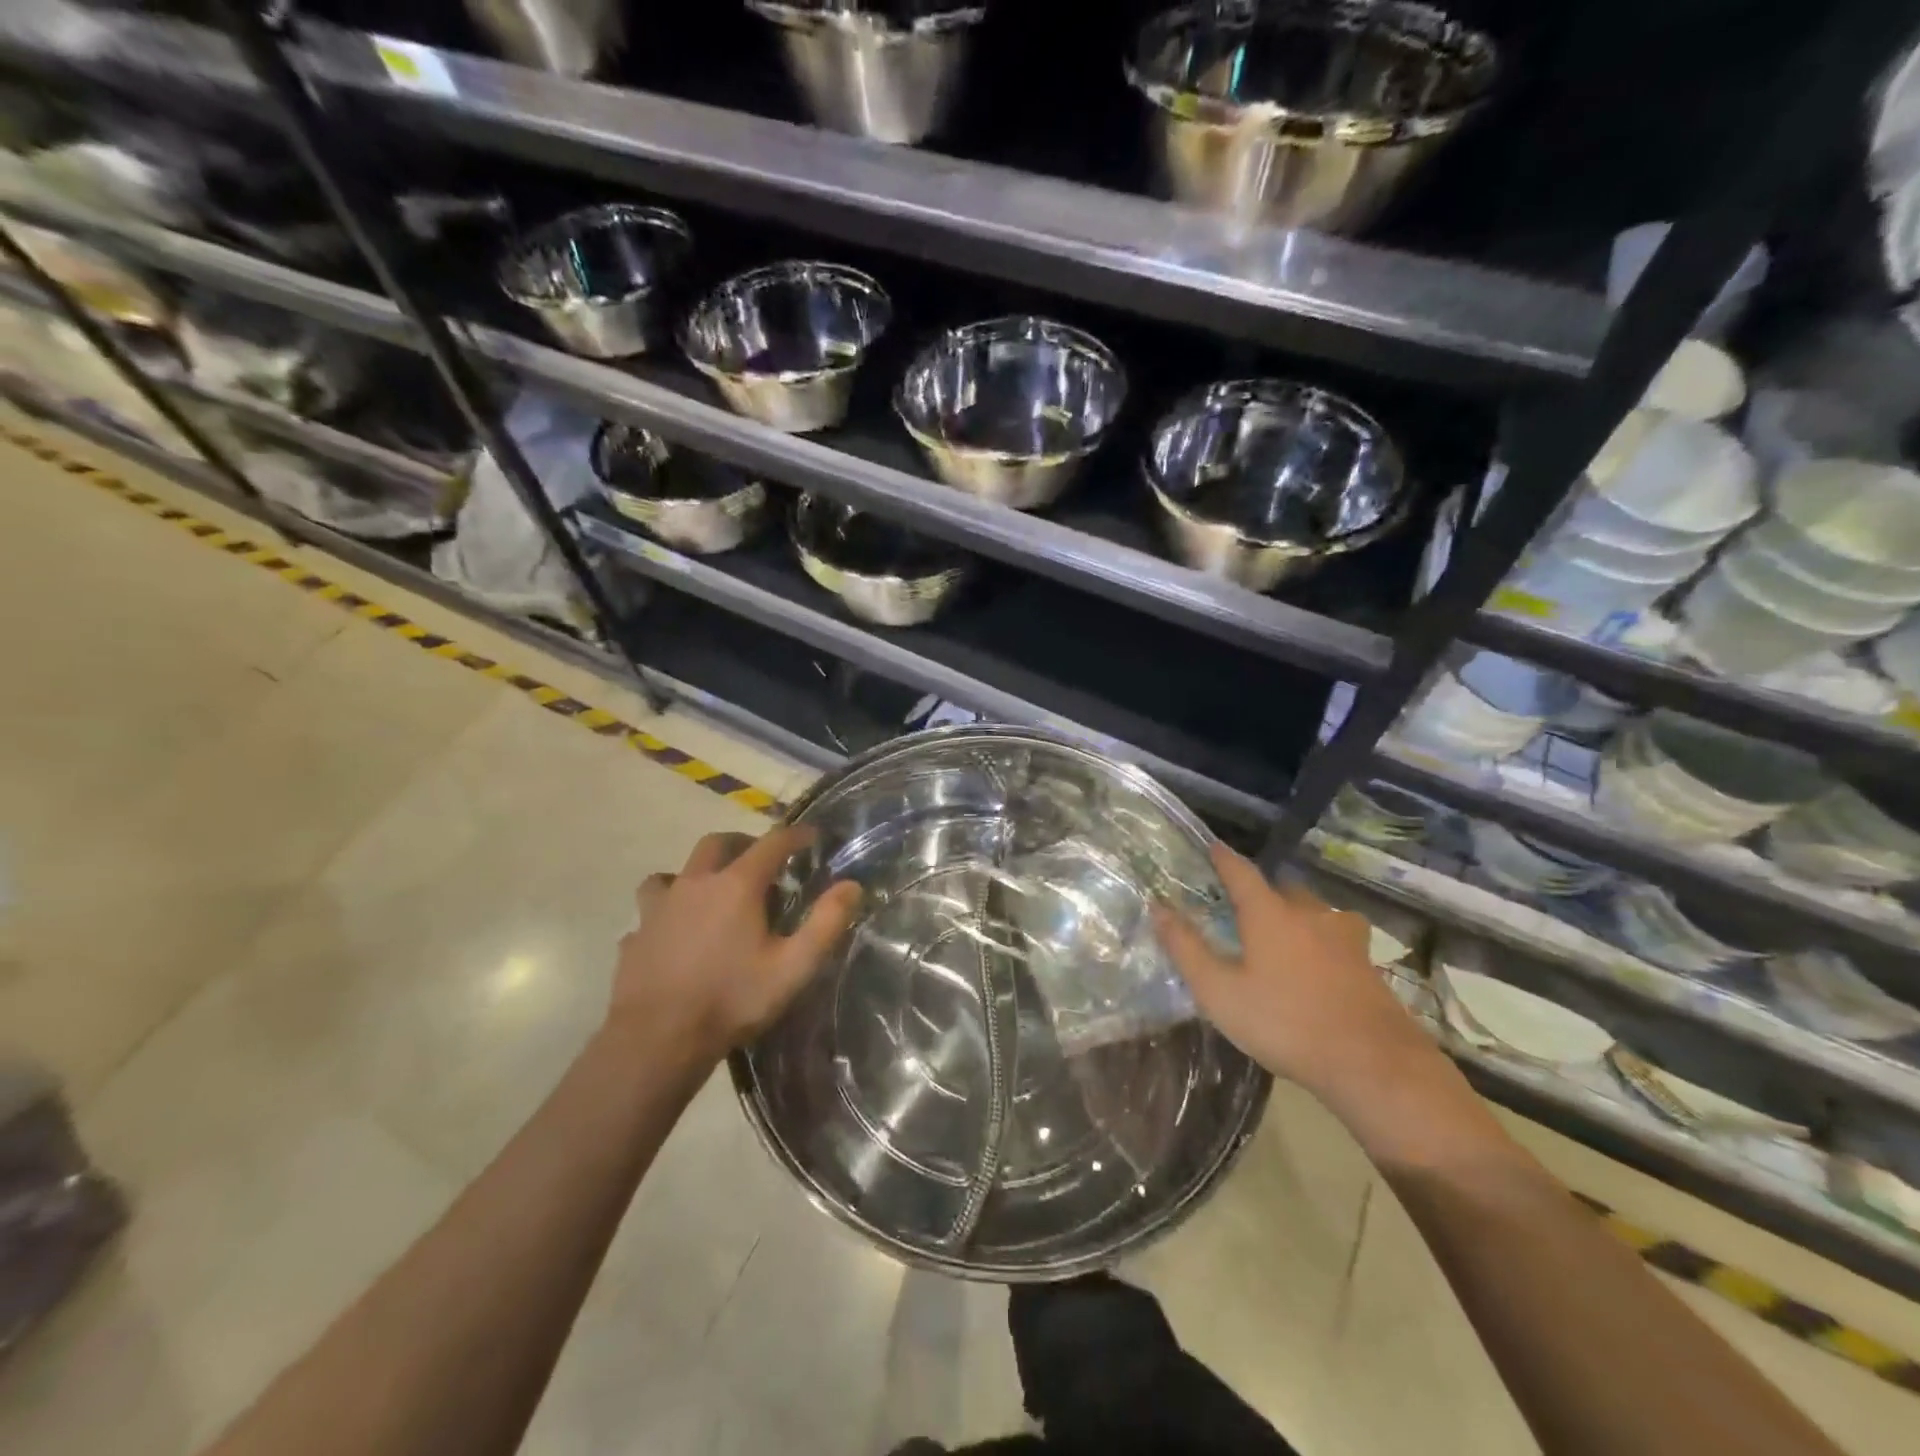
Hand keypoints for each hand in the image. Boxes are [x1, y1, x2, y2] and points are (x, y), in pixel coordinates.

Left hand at [611, 827, 861, 1066]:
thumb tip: (853, 886)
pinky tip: (674, 934)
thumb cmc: (733, 999)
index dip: (796, 835)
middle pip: (717, 843)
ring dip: (696, 874)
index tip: (812, 836)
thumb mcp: (793, 967)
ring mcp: (658, 908)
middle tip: (761, 862)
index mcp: (737, 885)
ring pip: (674, 872)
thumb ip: (826, 923)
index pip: (772, 843)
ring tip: (710, 894)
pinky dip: (667, 913)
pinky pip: (651, 912)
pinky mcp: (635, 936)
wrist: (657, 1041)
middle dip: (743, 843)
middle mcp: (695, 883)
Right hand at [1153, 842, 1438, 1112]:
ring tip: (1283, 932)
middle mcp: (1308, 913)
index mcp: (1269, 913)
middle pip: (1282, 887)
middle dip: (1261, 890)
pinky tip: (1318, 962)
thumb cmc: (1285, 1022)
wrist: (1373, 1063)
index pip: (1241, 871)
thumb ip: (1186, 948)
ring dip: (1295, 913)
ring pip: (1314, 910)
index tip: (1211, 846)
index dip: (1223, 857)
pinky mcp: (1367, 962)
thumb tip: (1157, 908)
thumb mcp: (1220, 992)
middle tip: (1243, 905)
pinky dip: (1321, 939)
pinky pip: (1336, 936)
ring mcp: (1344, 936)